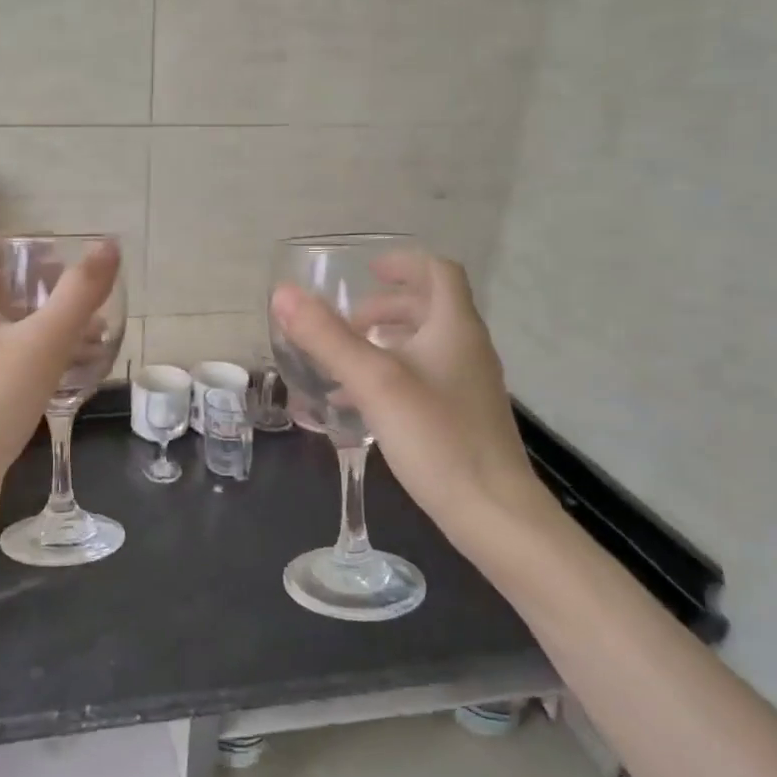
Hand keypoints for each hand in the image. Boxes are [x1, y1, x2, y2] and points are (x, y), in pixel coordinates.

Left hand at [0, 237, 122, 543]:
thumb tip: (109, 245)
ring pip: (7, 330)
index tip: (57, 253)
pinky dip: (40, 358)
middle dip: (41, 286)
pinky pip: (9, 364)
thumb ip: (78, 294)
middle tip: (83, 292)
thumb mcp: (42, 343)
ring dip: (46, 324)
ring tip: (94, 333)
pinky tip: (74, 375)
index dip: (15, 244)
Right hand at [270, 255, 544, 552]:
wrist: (493, 512)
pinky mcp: (461, 418)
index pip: (438, 272)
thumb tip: (284, 294)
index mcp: (455, 328)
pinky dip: (390, 377)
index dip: (403, 263)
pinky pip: (422, 380)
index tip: (367, 271)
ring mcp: (467, 386)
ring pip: (423, 346)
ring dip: (383, 343)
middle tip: (346, 323)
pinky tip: (357, 406)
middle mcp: (467, 349)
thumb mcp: (374, 382)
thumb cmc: (437, 437)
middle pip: (429, 308)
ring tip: (342, 362)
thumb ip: (328, 338)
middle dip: (384, 307)